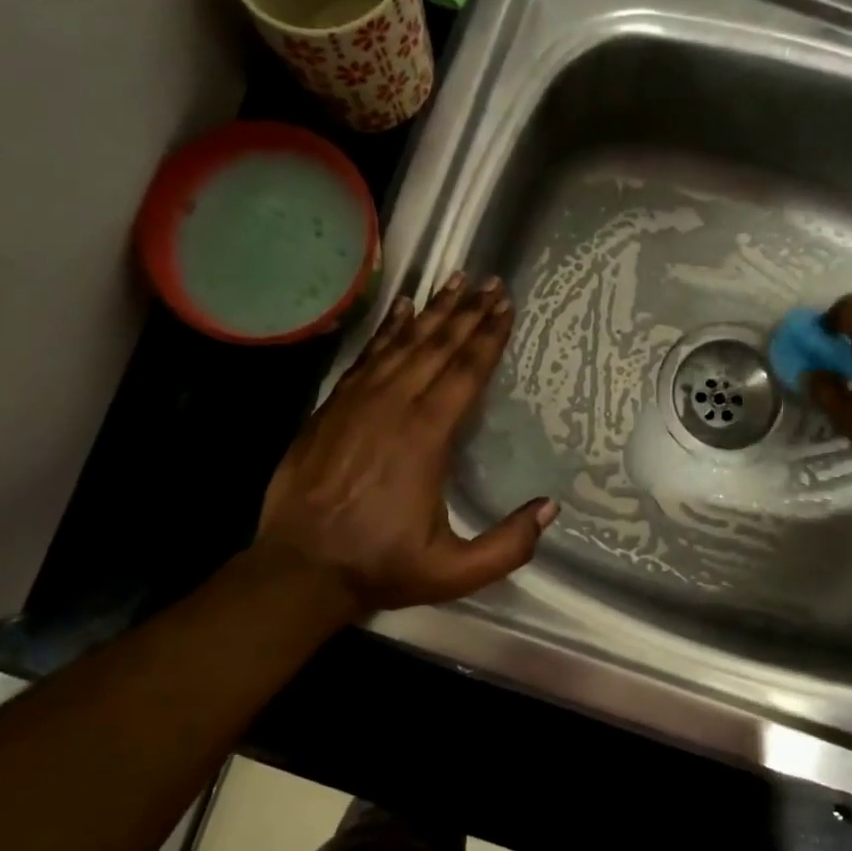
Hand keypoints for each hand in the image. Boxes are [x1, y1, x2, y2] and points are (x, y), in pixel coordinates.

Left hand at [253, 271, 556, 619]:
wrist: (300, 568)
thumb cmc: (380, 565)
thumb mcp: (455, 571)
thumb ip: (508, 544)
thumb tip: (551, 508)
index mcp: (427, 437)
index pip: (466, 373)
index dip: (489, 337)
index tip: (506, 306)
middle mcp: (394, 406)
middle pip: (437, 347)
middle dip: (467, 311)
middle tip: (490, 282)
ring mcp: (358, 401)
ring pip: (402, 343)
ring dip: (432, 310)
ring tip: (454, 279)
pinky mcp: (332, 406)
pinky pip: (367, 355)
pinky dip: (387, 329)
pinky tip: (401, 308)